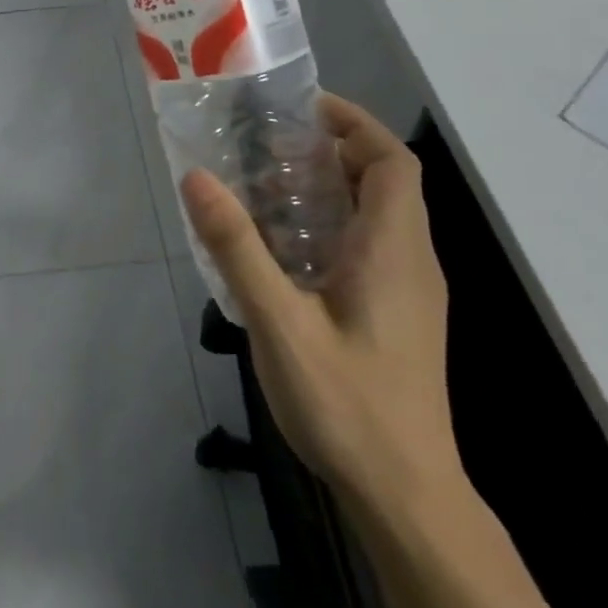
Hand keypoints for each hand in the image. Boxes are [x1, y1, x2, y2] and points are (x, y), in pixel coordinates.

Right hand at [181, 94, 461, 515]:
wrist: (406, 498)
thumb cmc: (348, 405)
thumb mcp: (280, 322)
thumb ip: (237, 247)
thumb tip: (196, 178)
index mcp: (393, 250)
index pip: (392, 161)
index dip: (354, 123)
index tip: (300, 109)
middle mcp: (411, 261)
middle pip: (384, 181)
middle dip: (332, 149)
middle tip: (267, 144)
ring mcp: (409, 292)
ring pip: (378, 214)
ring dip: (330, 187)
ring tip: (266, 184)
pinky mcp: (398, 315)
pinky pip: (371, 246)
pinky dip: (332, 224)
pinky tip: (285, 248)